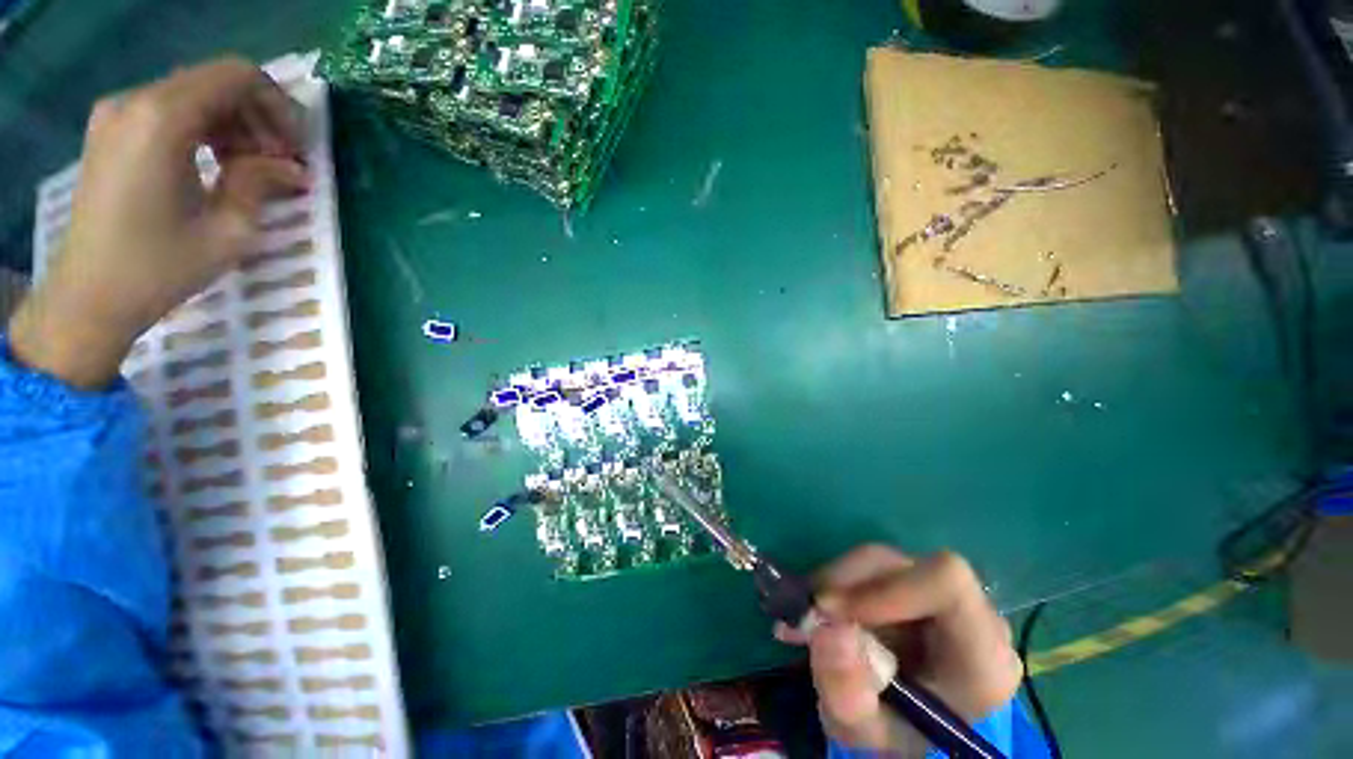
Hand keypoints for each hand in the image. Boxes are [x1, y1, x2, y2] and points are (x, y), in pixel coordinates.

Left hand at [8, 57, 307, 388]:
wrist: (89, 295)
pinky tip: (216, 164)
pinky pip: (169, 110)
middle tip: (280, 163)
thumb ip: (261, 183)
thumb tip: (293, 169)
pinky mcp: (111, 130)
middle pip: (215, 82)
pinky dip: (203, 128)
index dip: (277, 106)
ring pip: (194, 94)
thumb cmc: (159, 267)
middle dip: (258, 117)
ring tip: (251, 168)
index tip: (295, 148)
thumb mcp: (229, 230)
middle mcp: (135, 102)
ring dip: (233, 124)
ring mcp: (117, 114)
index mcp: (162, 119)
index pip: (236, 76)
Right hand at [777, 545, 1022, 755]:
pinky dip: (837, 583)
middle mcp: (972, 614)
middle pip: (903, 566)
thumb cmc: (893, 732)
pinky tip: (823, 612)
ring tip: (809, 619)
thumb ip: (848, 695)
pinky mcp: (916, 581)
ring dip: (835, 584)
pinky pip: (871, 566)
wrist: (902, 722)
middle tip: (807, 615)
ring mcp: (943, 593)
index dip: (886, 586)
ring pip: (880, 561)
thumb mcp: (863, 732)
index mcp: (982, 656)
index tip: (834, 611)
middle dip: (846, 584)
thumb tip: (831, 631)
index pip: (946, 582)